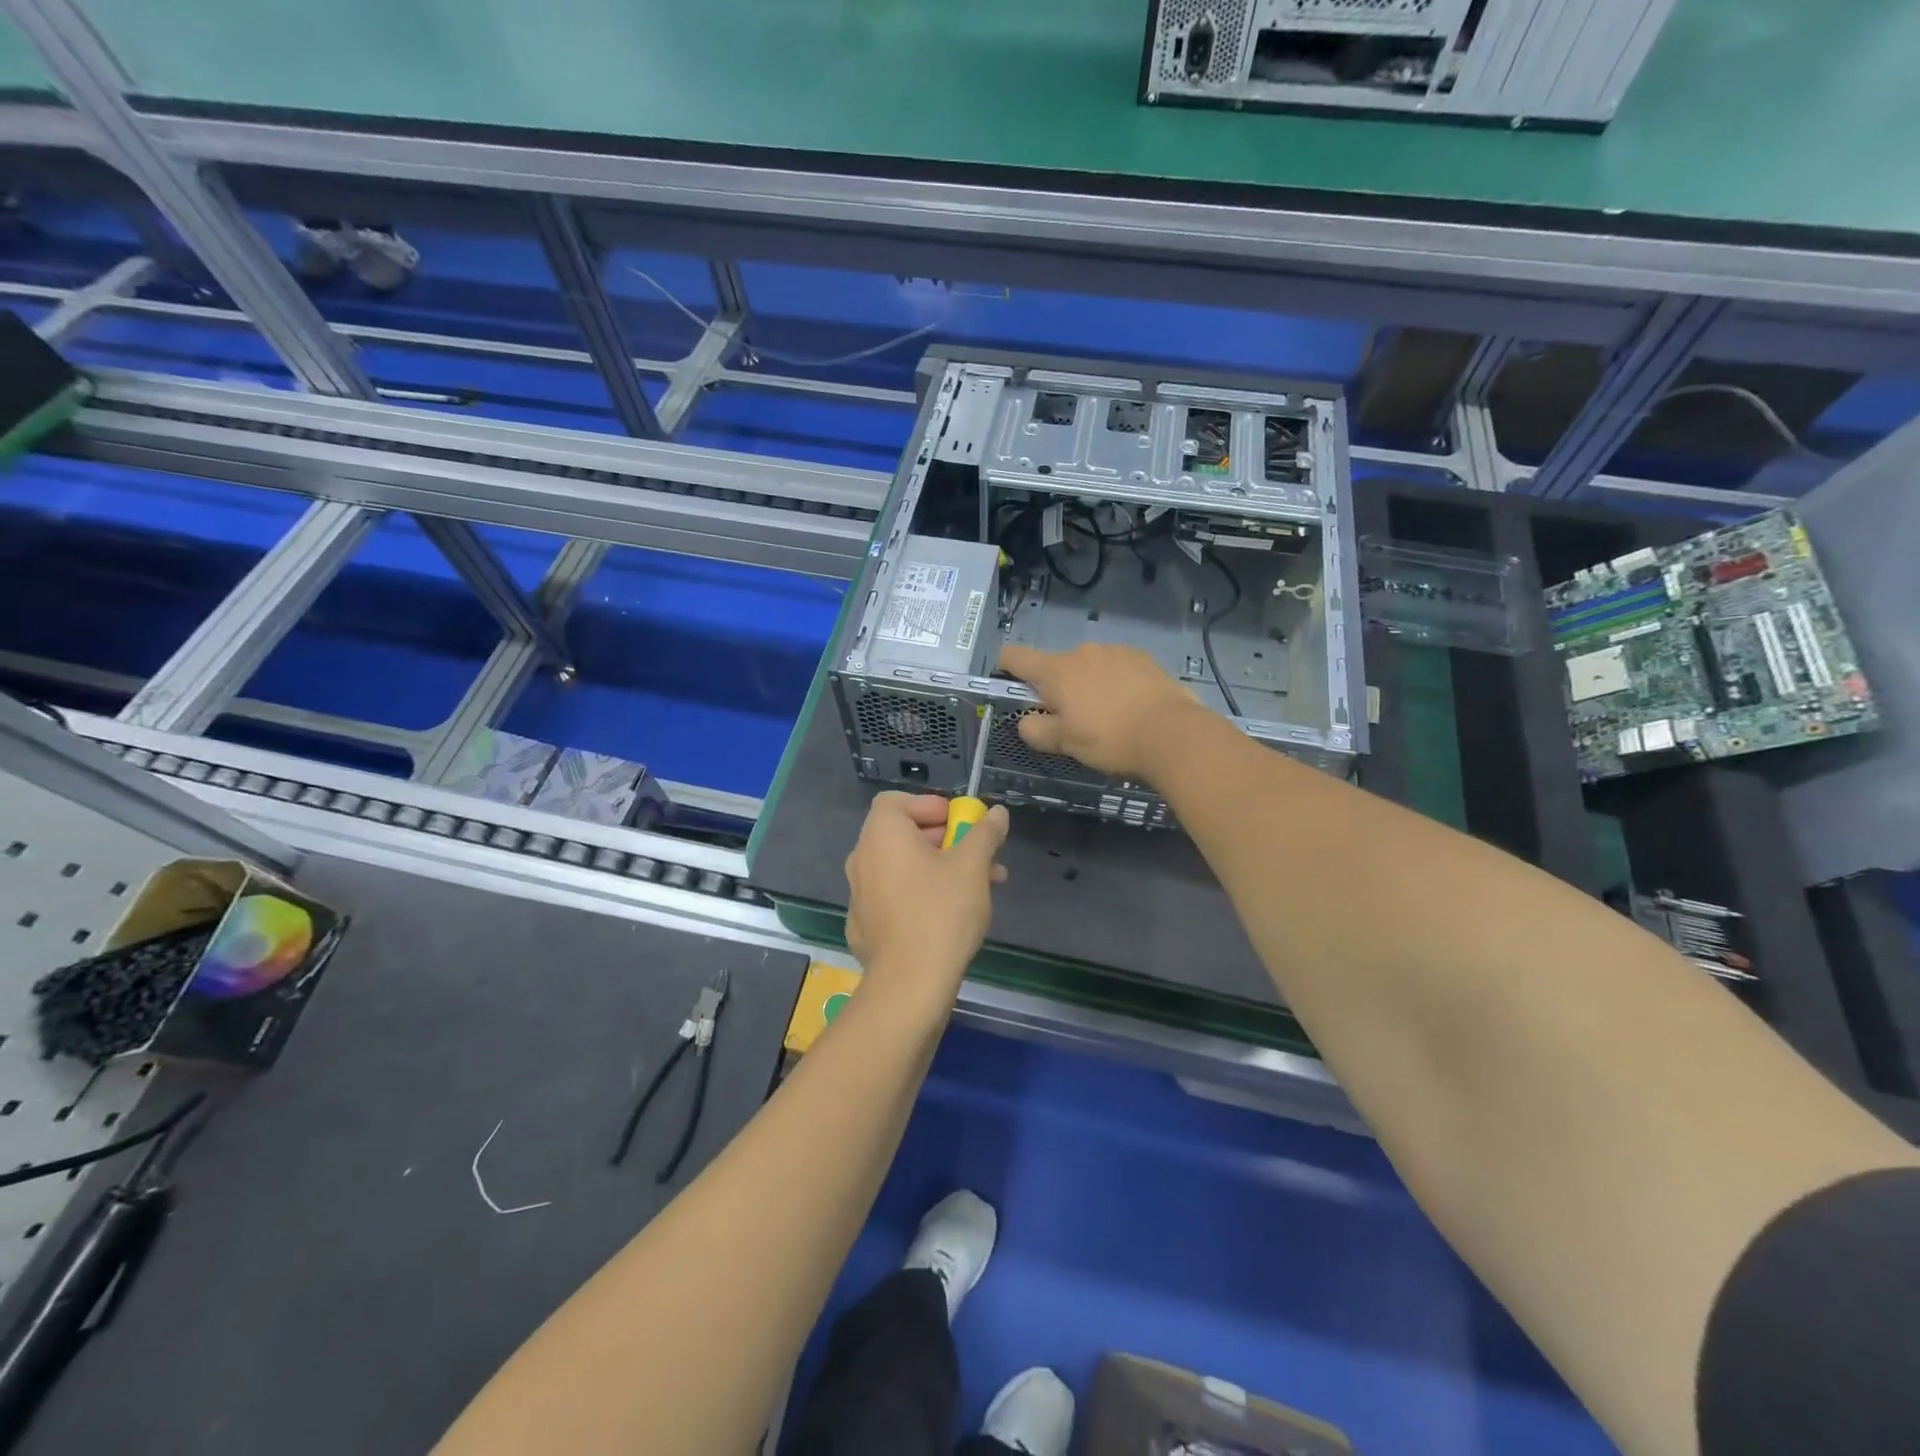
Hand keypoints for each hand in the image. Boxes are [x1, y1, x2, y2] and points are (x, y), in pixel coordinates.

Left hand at [843, 792, 1010, 1012]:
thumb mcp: (972, 866)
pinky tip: (950, 917)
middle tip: (980, 855)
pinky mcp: (864, 926)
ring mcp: (860, 894)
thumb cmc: (941, 912)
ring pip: (904, 868)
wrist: (910, 984)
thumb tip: (996, 813)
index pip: (897, 801)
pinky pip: (895, 897)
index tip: (960, 823)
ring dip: (940, 869)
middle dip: (946, 841)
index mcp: (882, 835)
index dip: (930, 805)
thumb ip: (985, 833)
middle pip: (904, 835)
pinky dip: (920, 896)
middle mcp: (862, 858)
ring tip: (981, 887)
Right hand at [998, 643, 1207, 780]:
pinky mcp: (1144, 658)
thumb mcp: (1065, 743)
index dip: (1005, 668)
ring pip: (1089, 667)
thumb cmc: (1110, 739)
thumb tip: (1026, 721)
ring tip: (1107, 717)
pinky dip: (1115, 684)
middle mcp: (1083, 651)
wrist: (1172, 734)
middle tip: (1071, 721)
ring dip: (1088, 686)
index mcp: (1056, 670)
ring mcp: (1116, 651)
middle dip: (1057, 689)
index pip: (1015, 656)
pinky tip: (1131, 708)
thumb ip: (1036, 730)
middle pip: (1056, 666)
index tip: (1011, 686)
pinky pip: (1117, 668)